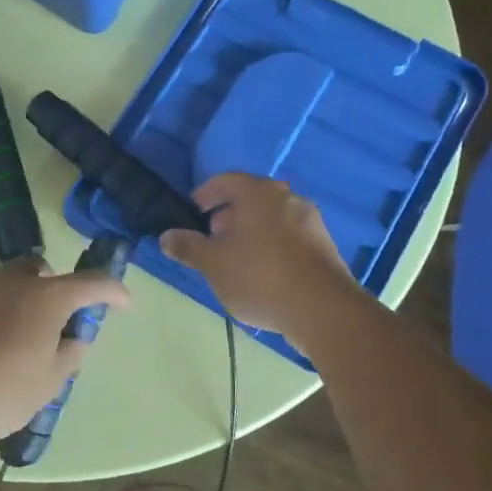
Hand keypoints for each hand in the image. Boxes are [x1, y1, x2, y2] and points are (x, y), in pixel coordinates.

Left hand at [0, 255, 131, 440]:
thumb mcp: (48, 383)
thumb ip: (68, 356)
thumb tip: (75, 339)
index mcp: (46, 297)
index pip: (92, 284)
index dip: (113, 291)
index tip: (123, 302)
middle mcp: (12, 282)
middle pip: (42, 271)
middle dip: (56, 287)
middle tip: (59, 319)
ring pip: (7, 283)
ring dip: (21, 299)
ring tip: (20, 336)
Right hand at [159, 173, 359, 342]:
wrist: (323, 310)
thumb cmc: (259, 276)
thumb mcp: (213, 263)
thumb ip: (188, 247)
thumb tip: (167, 236)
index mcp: (259, 193)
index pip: (226, 181)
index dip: (205, 194)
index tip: (193, 211)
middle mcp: (288, 198)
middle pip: (251, 198)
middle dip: (229, 214)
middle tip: (211, 237)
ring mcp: (311, 221)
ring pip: (272, 218)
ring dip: (250, 231)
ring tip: (235, 258)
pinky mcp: (324, 246)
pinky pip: (289, 237)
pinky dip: (271, 245)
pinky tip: (262, 272)